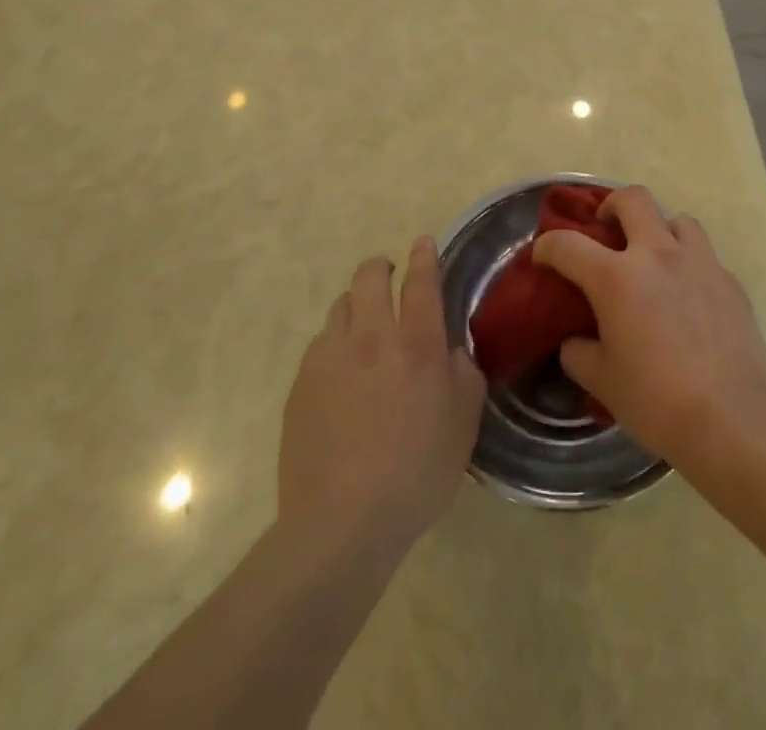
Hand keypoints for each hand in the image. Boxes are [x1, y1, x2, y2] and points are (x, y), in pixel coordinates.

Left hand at [279, 238, 485, 551]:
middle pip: (369, 277)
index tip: (423, 242)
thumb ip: (464, 376)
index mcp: (417, 344)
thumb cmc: (416, 473)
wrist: (341, 523)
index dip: (423, 256)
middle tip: (389, 277)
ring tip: (364, 327)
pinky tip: (340, 373)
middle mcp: (372, 337)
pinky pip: (320, 344)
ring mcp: (330, 357)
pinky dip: (335, 343)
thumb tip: (450, 352)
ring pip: (340, 306)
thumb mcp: (464, 426)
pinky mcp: (301, 382)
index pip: (421, 281)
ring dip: (356, 305)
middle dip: (380, 267)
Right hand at [533, 187, 765, 468]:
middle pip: (632, 199)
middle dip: (612, 205)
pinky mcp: (730, 281)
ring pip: (677, 219)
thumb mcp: (602, 382)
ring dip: (659, 230)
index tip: (543, 255)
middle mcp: (657, 255)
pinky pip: (705, 256)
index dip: (548, 246)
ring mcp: (700, 263)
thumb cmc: (657, 400)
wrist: (732, 419)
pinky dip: (689, 265)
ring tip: (655, 258)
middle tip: (606, 228)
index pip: (568, 244)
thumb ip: (579, 353)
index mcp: (616, 277)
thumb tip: (576, 341)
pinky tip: (689, 298)